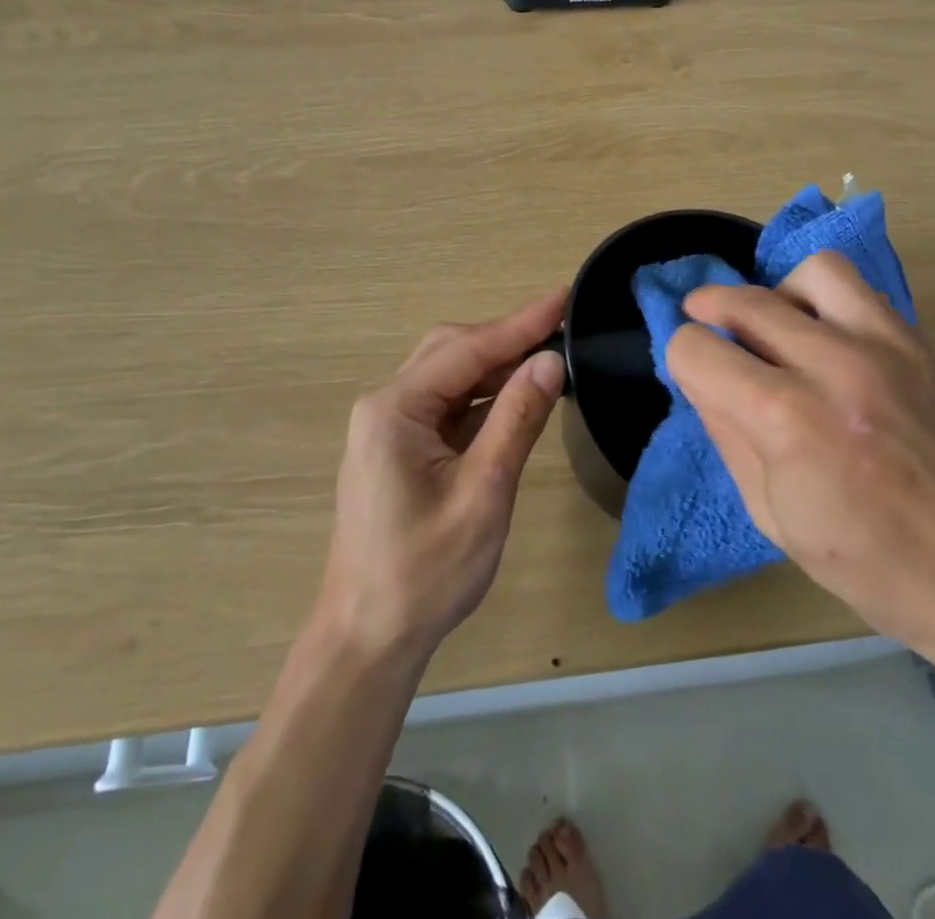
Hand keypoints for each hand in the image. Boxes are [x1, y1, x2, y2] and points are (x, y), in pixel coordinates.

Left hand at [317, 289, 567, 659]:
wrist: (369, 639)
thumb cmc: (425, 573)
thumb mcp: (483, 494)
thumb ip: (516, 421)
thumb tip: (551, 361)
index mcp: (394, 410)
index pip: (467, 349)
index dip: (521, 322)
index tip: (565, 296)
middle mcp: (386, 406)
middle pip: (453, 351)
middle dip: (508, 338)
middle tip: (563, 327)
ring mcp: (389, 426)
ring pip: (451, 375)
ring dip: (498, 365)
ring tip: (550, 356)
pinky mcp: (400, 446)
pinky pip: (448, 404)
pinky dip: (485, 396)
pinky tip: (518, 395)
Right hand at [668, 252, 934, 659]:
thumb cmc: (869, 564)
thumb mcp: (771, 515)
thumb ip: (726, 433)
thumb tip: (700, 376)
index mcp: (787, 421)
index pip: (697, 349)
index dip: (683, 359)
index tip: (694, 375)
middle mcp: (833, 366)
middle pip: (744, 301)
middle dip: (709, 312)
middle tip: (708, 329)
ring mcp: (885, 347)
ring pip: (809, 272)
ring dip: (778, 294)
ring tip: (778, 327)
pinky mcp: (920, 344)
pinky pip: (860, 290)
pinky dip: (827, 302)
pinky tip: (828, 339)